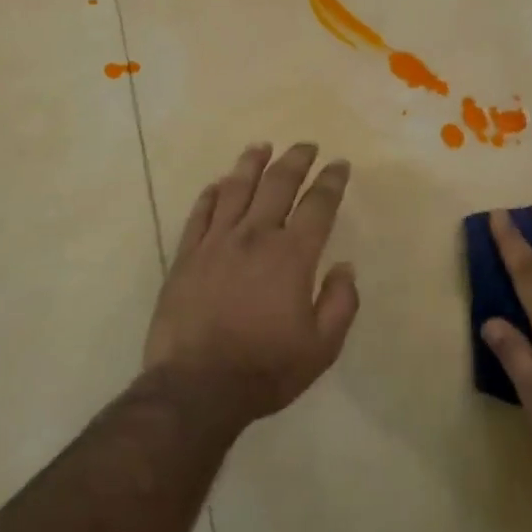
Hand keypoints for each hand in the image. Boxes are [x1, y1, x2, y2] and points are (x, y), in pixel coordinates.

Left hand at [144, 143, 359, 426]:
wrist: (196, 386)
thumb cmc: (265, 369)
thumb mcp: (321, 348)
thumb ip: (340, 303)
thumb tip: (344, 266)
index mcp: (291, 255)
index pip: (318, 205)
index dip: (331, 181)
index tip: (339, 164)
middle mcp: (254, 236)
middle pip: (278, 184)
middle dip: (296, 160)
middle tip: (306, 145)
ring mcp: (216, 242)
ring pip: (236, 188)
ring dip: (252, 164)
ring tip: (261, 147)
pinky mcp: (186, 255)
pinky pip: (200, 213)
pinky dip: (211, 193)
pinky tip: (218, 183)